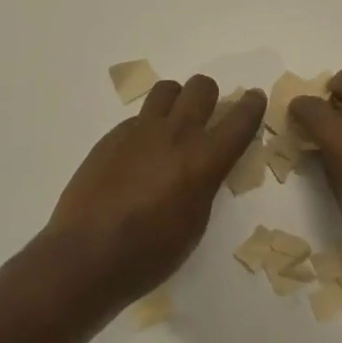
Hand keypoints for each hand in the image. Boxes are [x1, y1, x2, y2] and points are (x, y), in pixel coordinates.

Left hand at [43, 76, 266, 303]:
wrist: (87, 254)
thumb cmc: (150, 253)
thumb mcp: (195, 223)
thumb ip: (204, 184)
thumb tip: (203, 167)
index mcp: (203, 161)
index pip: (239, 120)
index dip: (252, 105)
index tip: (255, 97)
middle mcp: (175, 135)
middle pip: (201, 87)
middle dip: (211, 95)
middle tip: (208, 114)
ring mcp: (140, 131)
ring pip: (167, 90)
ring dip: (177, 100)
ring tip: (173, 124)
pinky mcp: (112, 137)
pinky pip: (138, 117)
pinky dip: (148, 127)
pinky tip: (139, 154)